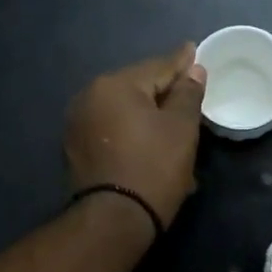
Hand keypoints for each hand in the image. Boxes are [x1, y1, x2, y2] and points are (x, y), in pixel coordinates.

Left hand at [65, 43, 207, 227]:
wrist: (114, 221)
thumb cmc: (153, 168)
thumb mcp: (181, 128)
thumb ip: (188, 93)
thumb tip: (193, 69)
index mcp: (114, 84)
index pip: (157, 66)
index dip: (181, 62)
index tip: (194, 51)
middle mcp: (89, 96)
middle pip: (137, 87)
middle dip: (164, 90)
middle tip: (189, 91)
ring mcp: (78, 123)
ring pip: (124, 109)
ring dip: (148, 113)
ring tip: (172, 120)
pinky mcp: (76, 149)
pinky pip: (112, 129)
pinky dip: (132, 131)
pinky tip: (150, 140)